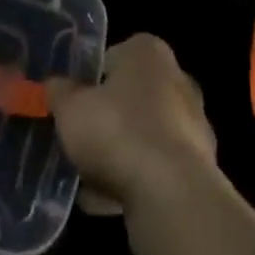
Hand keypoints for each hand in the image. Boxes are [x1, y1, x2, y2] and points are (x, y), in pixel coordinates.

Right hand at [45, 33, 217, 216]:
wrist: (173, 198)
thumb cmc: (118, 133)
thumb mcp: (70, 109)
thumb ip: (59, 93)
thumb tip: (54, 85)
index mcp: (149, 52)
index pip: (111, 58)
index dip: (87, 82)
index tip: (71, 105)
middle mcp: (177, 80)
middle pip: (129, 97)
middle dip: (105, 119)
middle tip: (78, 141)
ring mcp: (193, 126)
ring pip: (142, 135)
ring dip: (118, 154)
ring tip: (86, 180)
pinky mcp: (200, 169)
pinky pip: (157, 169)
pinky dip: (135, 181)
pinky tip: (106, 203)